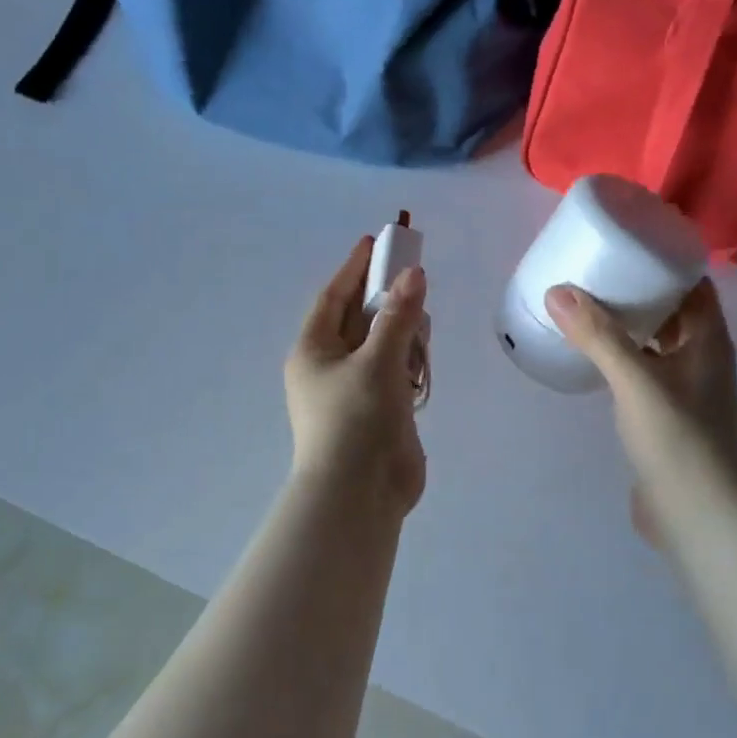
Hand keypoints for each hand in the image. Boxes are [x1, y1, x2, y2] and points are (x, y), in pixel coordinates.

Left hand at [285, 237, 427, 513]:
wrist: (360, 495)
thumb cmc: (357, 421)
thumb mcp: (377, 362)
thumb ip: (399, 317)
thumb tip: (414, 274)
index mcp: (313, 351)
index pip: (333, 298)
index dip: (354, 269)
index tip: (375, 242)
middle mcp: (329, 367)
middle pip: (359, 320)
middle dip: (386, 299)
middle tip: (415, 275)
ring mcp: (354, 392)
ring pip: (380, 347)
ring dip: (401, 333)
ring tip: (422, 322)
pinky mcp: (378, 412)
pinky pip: (394, 374)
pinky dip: (408, 363)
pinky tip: (423, 359)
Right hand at [546, 279, 736, 545]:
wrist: (694, 513)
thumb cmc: (676, 439)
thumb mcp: (635, 381)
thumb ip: (599, 337)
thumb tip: (559, 291)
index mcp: (708, 341)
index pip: (694, 285)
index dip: (666, 263)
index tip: (628, 246)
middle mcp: (702, 359)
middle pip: (674, 312)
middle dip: (640, 292)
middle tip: (596, 274)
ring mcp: (686, 391)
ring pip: (657, 345)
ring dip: (629, 327)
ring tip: (587, 308)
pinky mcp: (667, 417)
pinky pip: (645, 373)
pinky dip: (623, 359)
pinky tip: (593, 360)